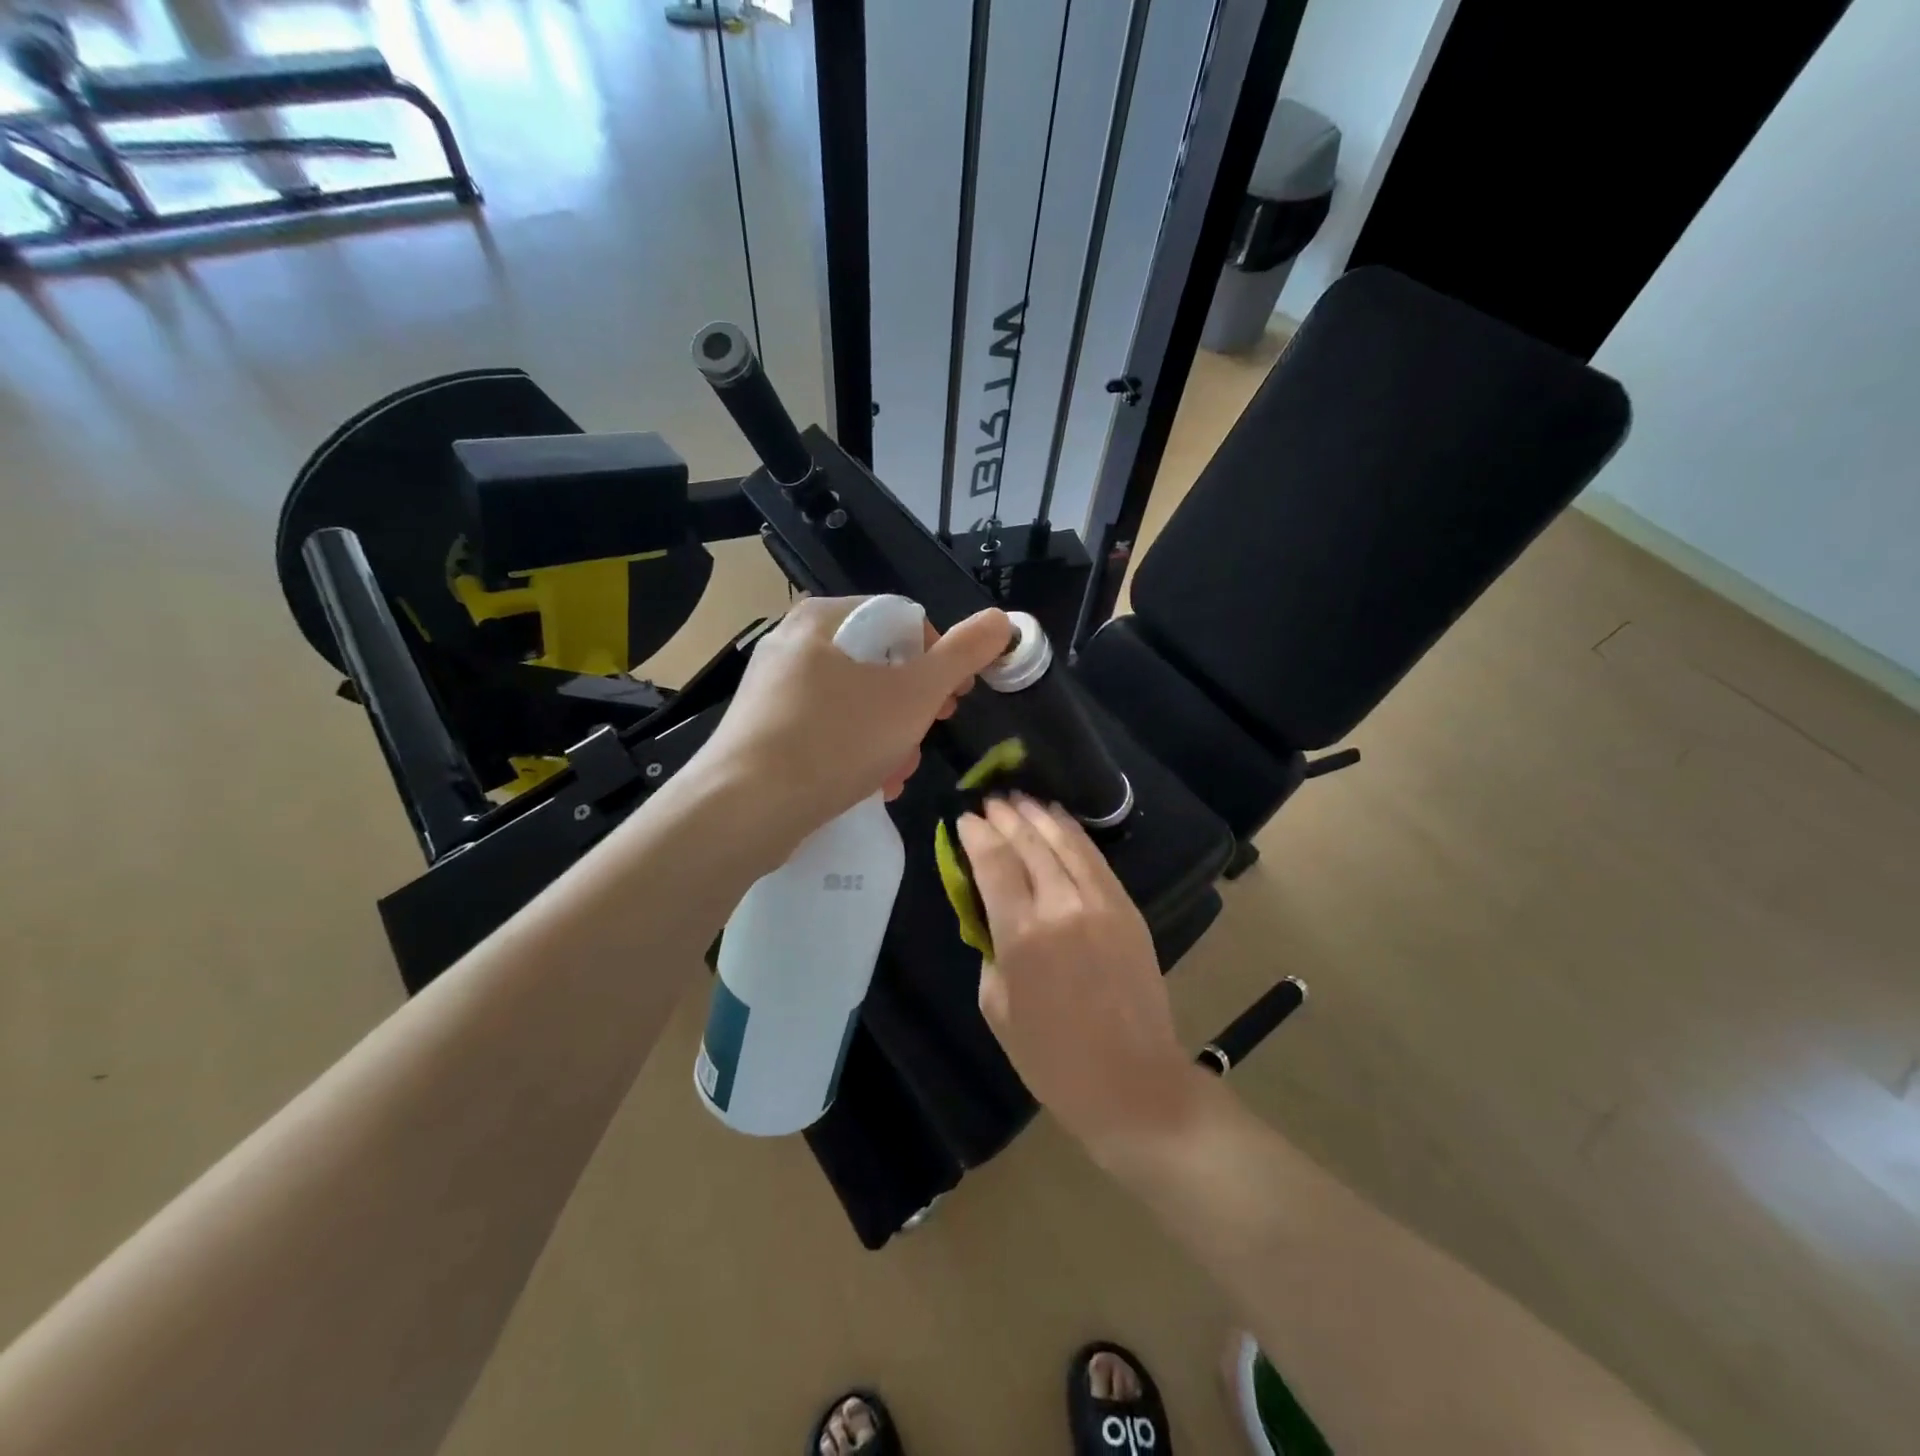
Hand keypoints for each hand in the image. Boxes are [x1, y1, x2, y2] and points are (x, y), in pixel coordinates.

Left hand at [695, 596, 1011, 850]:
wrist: (744, 810)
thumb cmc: (835, 739)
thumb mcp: (913, 695)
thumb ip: (962, 655)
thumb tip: (1002, 620)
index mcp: (823, 619)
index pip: (901, 619)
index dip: (940, 656)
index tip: (956, 697)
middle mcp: (792, 645)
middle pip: (878, 665)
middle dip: (913, 707)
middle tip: (930, 734)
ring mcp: (773, 691)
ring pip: (855, 704)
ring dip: (890, 737)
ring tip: (898, 772)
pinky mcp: (764, 733)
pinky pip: (826, 731)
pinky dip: (856, 752)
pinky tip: (870, 785)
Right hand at [959, 796, 1201, 1156]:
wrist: (1132, 1083)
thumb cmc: (1052, 1058)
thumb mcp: (997, 1007)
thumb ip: (990, 951)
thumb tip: (993, 917)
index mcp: (1022, 934)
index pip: (994, 864)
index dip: (976, 835)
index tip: (964, 818)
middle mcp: (1062, 906)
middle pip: (1029, 844)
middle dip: (1006, 817)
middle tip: (989, 801)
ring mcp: (1100, 903)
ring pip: (1065, 843)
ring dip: (1040, 815)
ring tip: (1021, 798)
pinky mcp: (1127, 909)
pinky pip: (1095, 859)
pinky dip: (1074, 834)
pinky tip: (1060, 821)